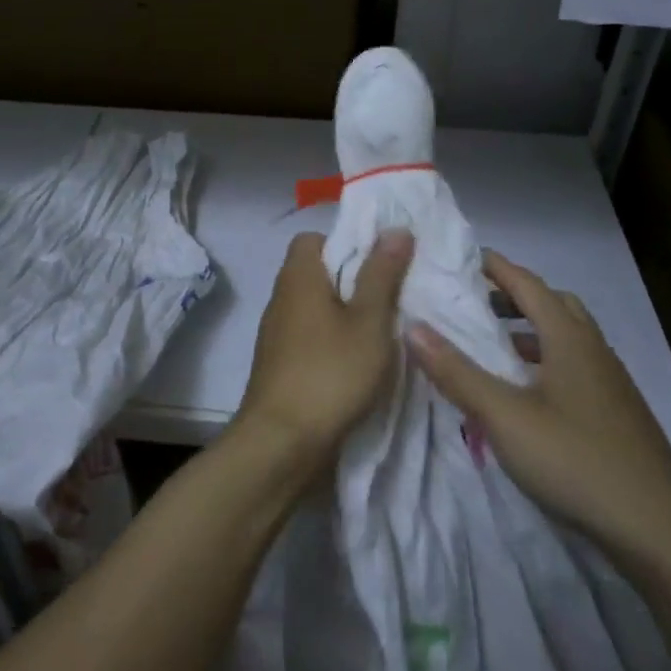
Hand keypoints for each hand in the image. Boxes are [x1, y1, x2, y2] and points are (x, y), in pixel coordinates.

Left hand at [234, 229, 412, 473]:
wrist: (281, 442)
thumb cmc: (330, 373)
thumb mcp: (368, 322)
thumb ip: (381, 274)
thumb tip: (395, 228)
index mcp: (298, 277)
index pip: (313, 238)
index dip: (346, 242)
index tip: (378, 262)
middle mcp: (281, 297)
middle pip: (316, 271)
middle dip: (352, 279)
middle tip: (389, 296)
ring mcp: (276, 332)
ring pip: (314, 306)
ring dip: (344, 312)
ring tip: (380, 329)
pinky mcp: (279, 363)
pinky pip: (309, 334)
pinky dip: (331, 338)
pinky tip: (357, 360)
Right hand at [408, 249, 670, 575]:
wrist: (662, 534)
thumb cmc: (577, 462)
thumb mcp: (504, 417)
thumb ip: (457, 372)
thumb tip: (412, 327)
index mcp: (570, 340)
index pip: (529, 285)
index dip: (496, 268)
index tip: (463, 256)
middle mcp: (594, 352)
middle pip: (554, 305)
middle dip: (515, 296)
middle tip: (476, 303)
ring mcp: (611, 385)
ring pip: (567, 339)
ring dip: (531, 331)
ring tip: (494, 346)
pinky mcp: (617, 416)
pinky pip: (575, 369)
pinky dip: (545, 363)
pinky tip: (526, 395)